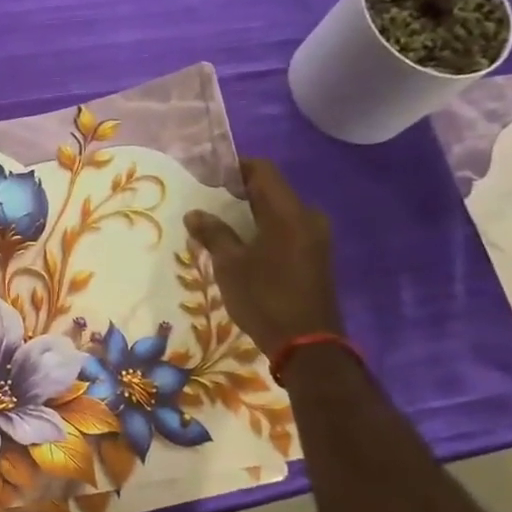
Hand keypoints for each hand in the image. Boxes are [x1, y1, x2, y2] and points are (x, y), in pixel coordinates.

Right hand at [184, 158, 343, 357]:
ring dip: (250, 214)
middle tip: (207, 203)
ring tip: (218, 226)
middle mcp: (308, 217)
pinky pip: (286, 229)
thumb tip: (195, 214)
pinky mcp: (315, 256)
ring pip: (278, 212)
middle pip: (271, 190)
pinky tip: (241, 246)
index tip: (208, 177)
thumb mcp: (231, 265)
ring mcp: (315, 237)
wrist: (307, 344)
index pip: (263, 171)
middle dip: (239, 193)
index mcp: (289, 213)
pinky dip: (263, 230)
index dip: (235, 167)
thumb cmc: (265, 298)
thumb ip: (213, 234)